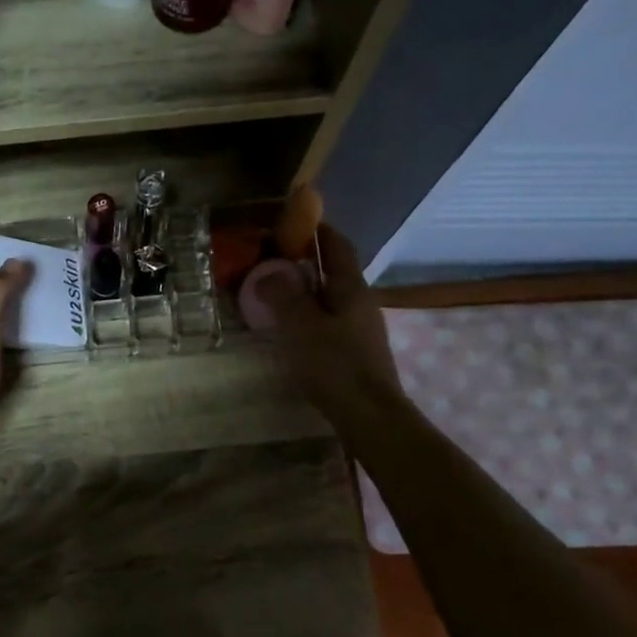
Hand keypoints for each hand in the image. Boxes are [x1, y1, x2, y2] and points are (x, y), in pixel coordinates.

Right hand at [256, 223, 403, 415]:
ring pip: (329, 297)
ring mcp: (360, 327)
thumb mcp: (300, 325)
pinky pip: (328, 320)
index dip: (317, 229)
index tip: (292, 220)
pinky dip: (308, 315)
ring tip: (274, 294)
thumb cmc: (334, 364)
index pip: (336, 244)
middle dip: (305, 262)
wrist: (369, 415)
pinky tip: (290, 328)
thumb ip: (282, 295)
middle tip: (270, 260)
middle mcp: (360, 301)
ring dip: (305, 291)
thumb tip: (267, 273)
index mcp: (350, 287)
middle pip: (333, 271)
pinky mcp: (355, 350)